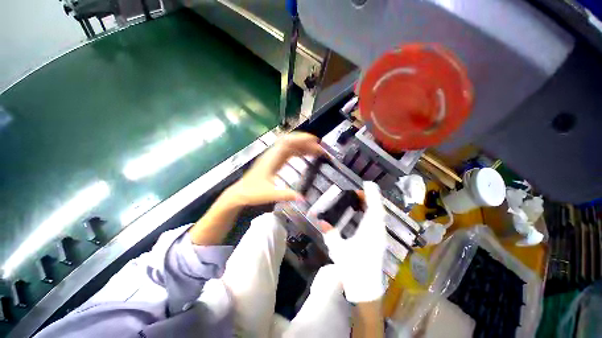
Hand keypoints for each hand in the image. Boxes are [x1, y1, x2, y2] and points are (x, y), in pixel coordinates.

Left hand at [190, 132, 322, 244]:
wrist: (239, 193)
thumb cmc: (252, 193)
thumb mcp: (270, 195)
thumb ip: (286, 195)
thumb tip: (303, 199)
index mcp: (271, 159)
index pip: (287, 142)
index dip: (301, 139)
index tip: (314, 141)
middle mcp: (273, 155)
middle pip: (290, 141)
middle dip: (305, 141)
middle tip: (318, 147)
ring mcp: (273, 157)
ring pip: (290, 146)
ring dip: (302, 146)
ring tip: (315, 150)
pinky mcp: (274, 162)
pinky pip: (288, 153)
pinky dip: (298, 152)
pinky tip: (304, 156)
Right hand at [320, 181, 386, 302]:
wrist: (365, 287)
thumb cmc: (352, 268)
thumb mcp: (338, 250)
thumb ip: (330, 233)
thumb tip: (321, 221)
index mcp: (369, 232)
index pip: (373, 209)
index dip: (371, 195)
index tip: (367, 184)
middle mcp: (378, 232)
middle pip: (378, 210)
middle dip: (370, 198)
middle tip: (357, 193)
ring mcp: (380, 236)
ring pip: (379, 215)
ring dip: (371, 205)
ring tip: (360, 199)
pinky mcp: (379, 240)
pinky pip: (378, 221)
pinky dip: (372, 213)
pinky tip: (364, 213)